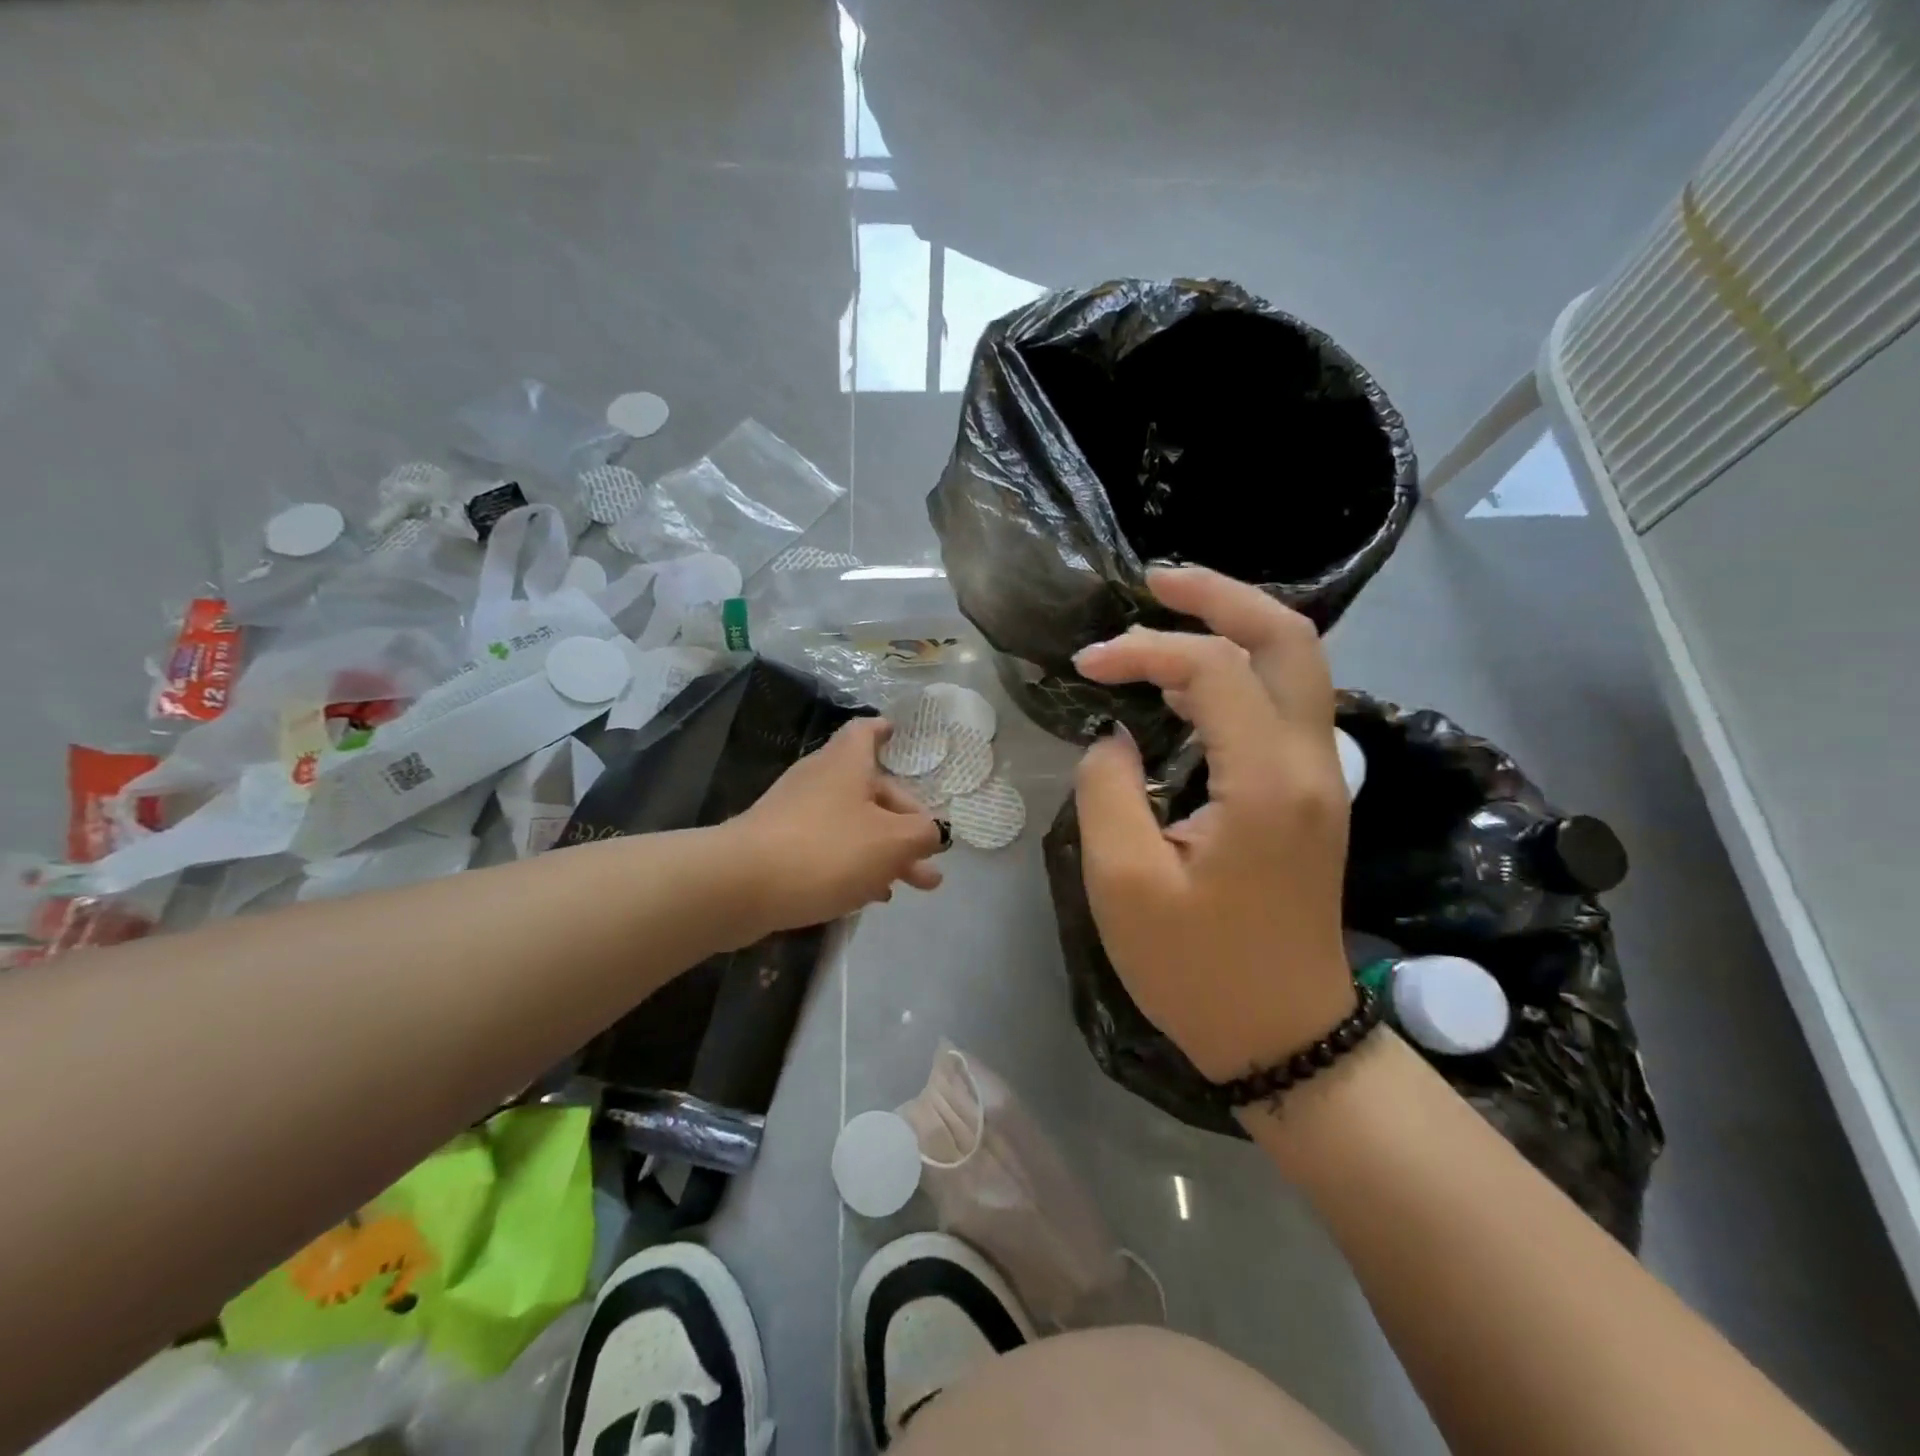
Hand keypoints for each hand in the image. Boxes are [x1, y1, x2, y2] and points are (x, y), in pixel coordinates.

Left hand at [729, 717, 945, 935]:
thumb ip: (923, 834)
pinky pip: (828, 847)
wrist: (740, 885)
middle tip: (932, 860)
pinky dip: (854, 864)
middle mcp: (820, 778)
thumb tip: (934, 832)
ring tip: (914, 885)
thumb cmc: (826, 849)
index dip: (886, 732)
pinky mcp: (779, 846)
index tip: (901, 737)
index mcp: (847, 763)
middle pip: (871, 790)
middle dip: (906, 823)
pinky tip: (870, 895)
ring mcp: (795, 813)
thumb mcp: (892, 841)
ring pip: (853, 824)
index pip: (867, 732)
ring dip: (885, 851)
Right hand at [1072, 567, 1352, 1081]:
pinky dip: (1236, 674)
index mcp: (1268, 782)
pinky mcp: (1311, 796)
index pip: (1213, 669)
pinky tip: (1184, 686)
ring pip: (1296, 666)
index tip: (1086, 665)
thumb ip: (1108, 790)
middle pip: (1290, 638)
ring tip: (1159, 625)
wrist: (1284, 1038)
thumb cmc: (1197, 969)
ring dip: (1231, 631)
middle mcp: (1312, 764)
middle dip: (1222, 595)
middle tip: (1155, 581)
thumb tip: (1114, 736)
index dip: (1144, 648)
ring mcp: (1322, 779)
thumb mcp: (1124, 883)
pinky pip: (1284, 705)